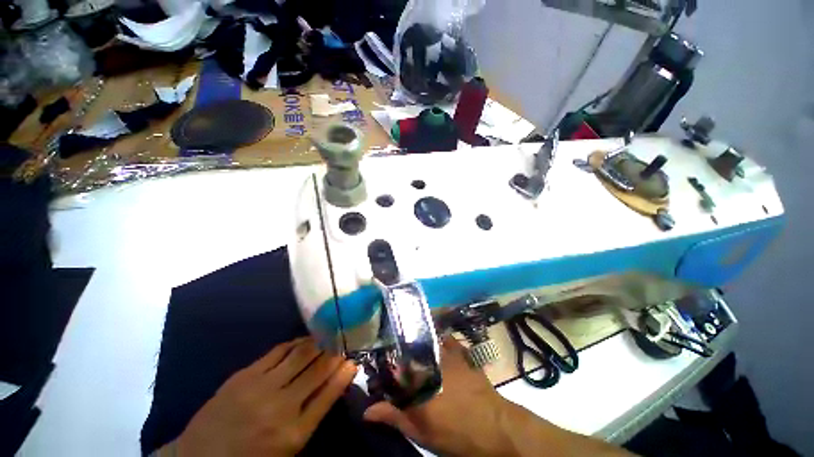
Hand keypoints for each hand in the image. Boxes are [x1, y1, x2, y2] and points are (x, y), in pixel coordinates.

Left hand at [174, 337, 356, 456]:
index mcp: (294, 433)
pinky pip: (279, 350)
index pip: (329, 394)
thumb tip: (337, 380)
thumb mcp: (288, 447)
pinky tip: (304, 340)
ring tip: (328, 337)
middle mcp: (280, 407)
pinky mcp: (244, 375)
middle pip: (318, 369)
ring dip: (318, 343)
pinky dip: (296, 342)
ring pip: (301, 354)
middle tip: (342, 343)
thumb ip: (314, 413)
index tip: (353, 361)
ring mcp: (260, 388)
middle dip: (334, 353)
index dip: (344, 373)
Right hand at [363, 337, 516, 456]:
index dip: (384, 365)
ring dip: (417, 341)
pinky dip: (437, 337)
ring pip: (425, 339)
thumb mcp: (422, 432)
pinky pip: (444, 336)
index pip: (392, 365)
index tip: (381, 368)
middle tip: (397, 357)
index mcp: (417, 381)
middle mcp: (428, 362)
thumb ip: (394, 417)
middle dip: (400, 350)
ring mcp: (445, 352)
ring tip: (412, 346)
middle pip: (407, 348)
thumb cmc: (456, 433)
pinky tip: (434, 339)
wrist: (495, 428)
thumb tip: (367, 411)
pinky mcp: (459, 350)